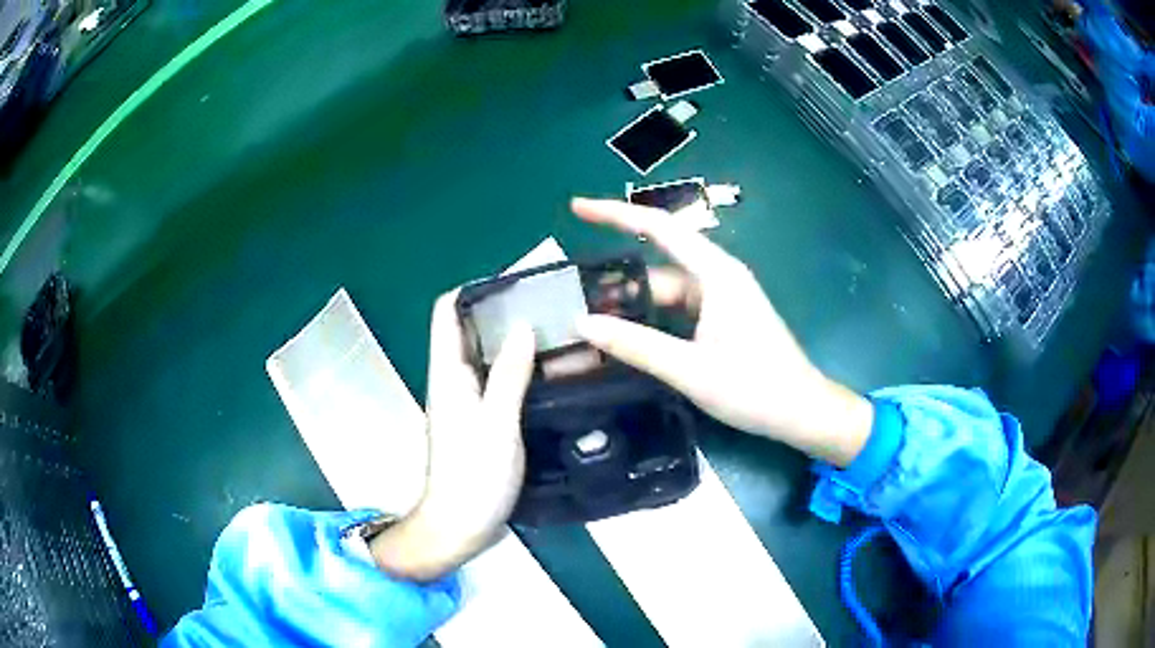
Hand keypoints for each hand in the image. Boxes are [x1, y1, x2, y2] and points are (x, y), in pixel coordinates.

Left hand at [371, 291, 534, 581]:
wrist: (459, 527)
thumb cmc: (473, 475)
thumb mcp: (496, 423)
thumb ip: (508, 374)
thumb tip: (523, 326)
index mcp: (447, 374)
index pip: (446, 313)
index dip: (472, 290)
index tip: (512, 282)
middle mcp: (452, 381)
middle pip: (469, 331)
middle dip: (501, 313)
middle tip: (547, 304)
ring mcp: (467, 403)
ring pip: (487, 358)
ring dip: (514, 342)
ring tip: (556, 331)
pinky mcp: (481, 422)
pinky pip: (498, 383)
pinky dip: (519, 371)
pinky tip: (550, 372)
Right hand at [571, 198, 873, 466]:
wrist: (801, 412)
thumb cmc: (754, 387)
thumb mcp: (690, 369)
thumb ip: (635, 345)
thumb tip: (582, 323)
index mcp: (716, 274)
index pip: (658, 228)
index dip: (615, 214)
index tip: (577, 208)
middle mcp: (718, 277)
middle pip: (657, 265)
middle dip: (617, 278)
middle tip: (572, 295)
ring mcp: (721, 299)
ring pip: (666, 291)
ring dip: (633, 305)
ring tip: (591, 322)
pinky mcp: (723, 319)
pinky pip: (678, 310)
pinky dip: (652, 320)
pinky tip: (628, 337)